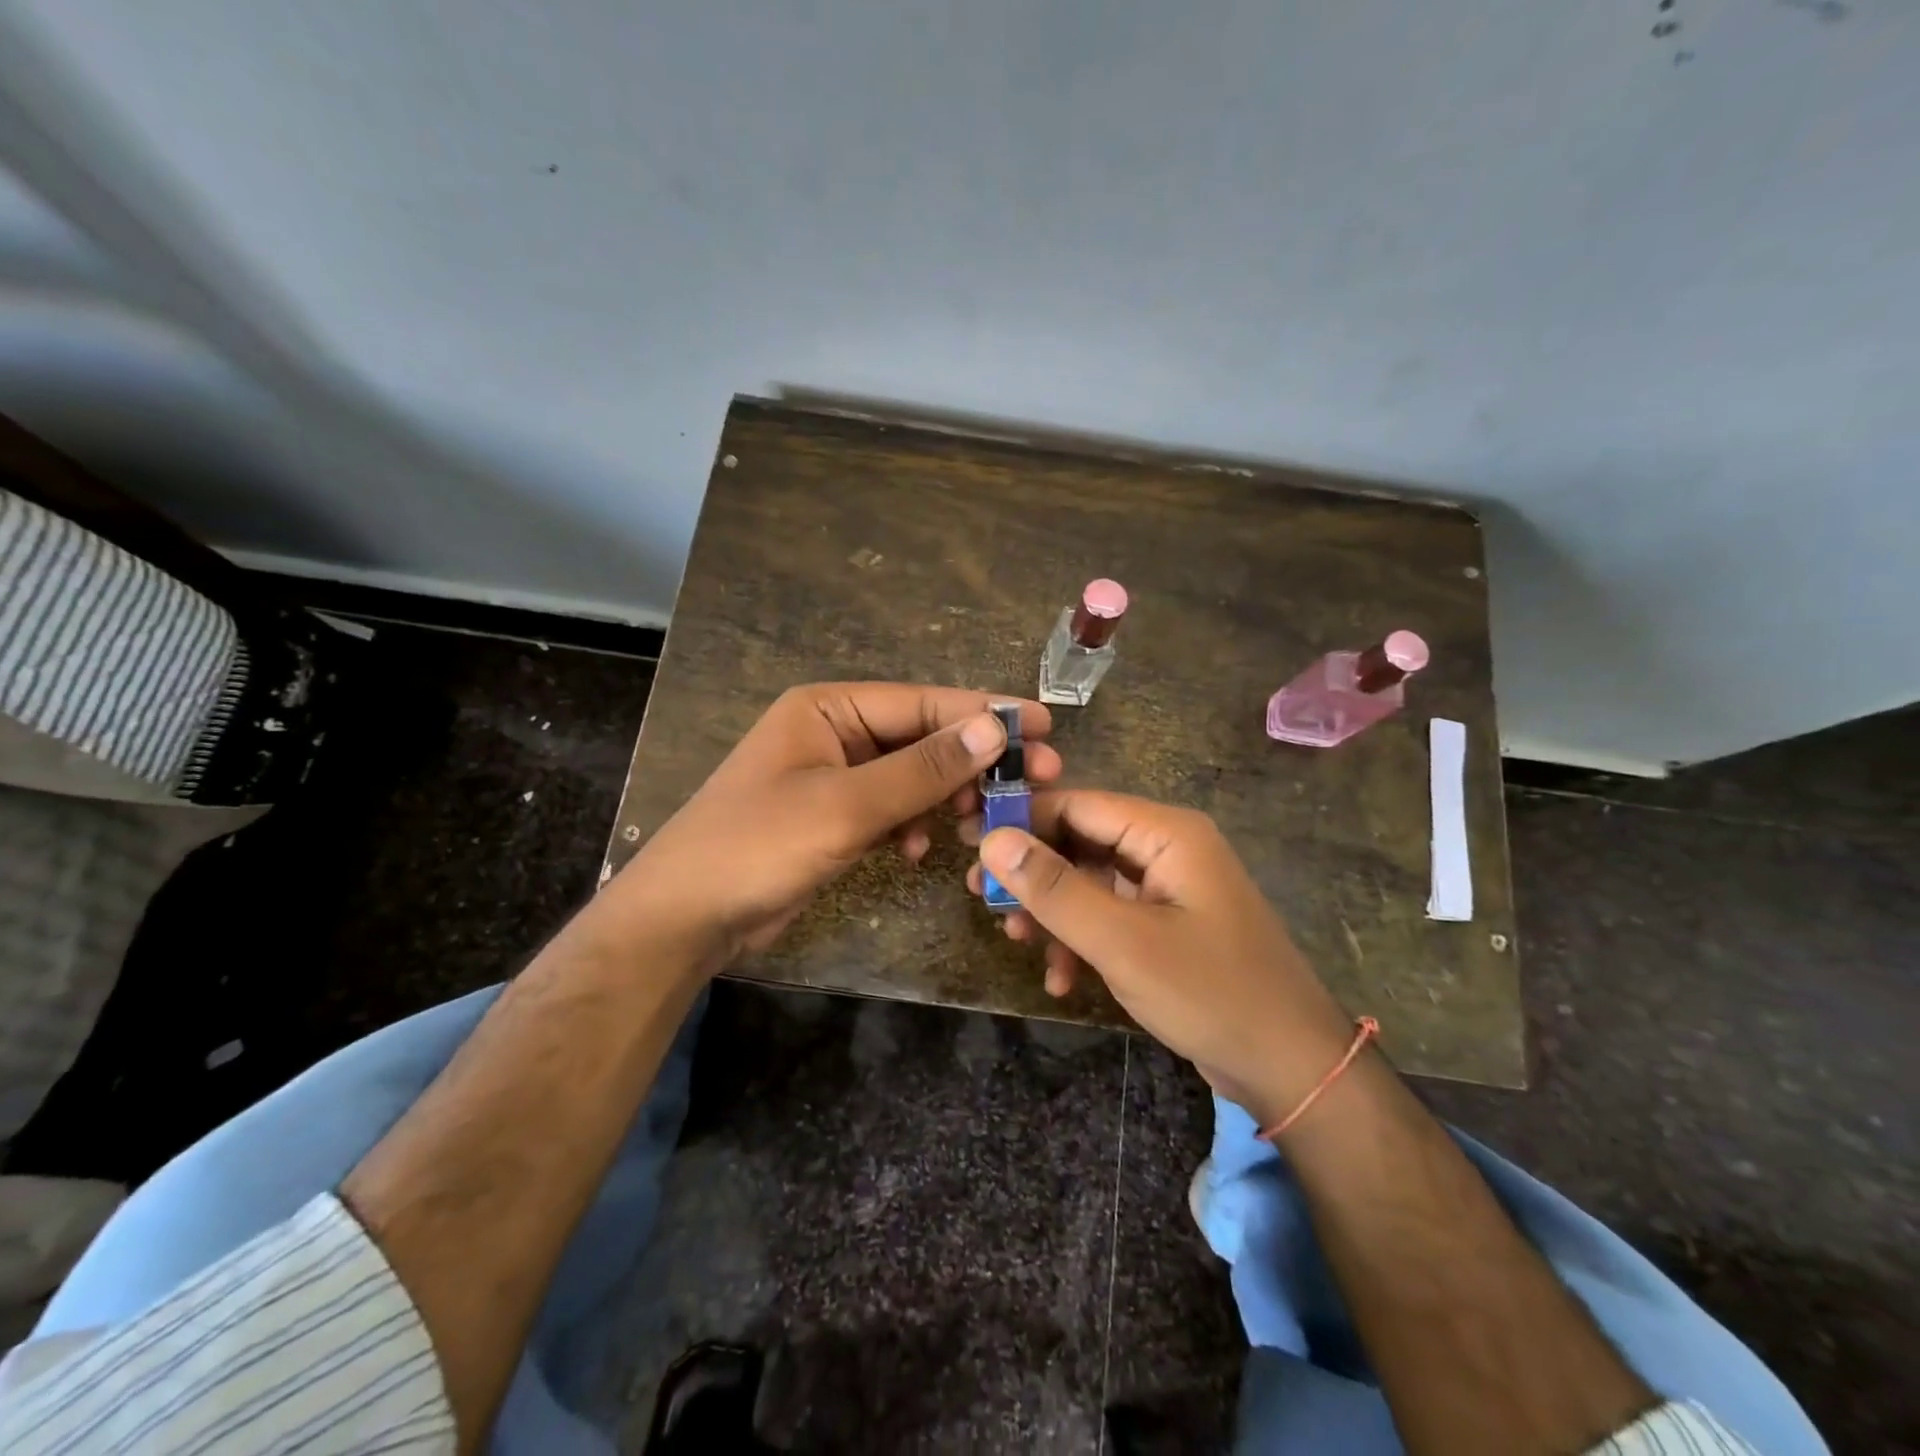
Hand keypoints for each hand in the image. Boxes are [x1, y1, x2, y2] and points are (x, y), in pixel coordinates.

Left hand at [611, 683, 1059, 970]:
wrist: (686, 918)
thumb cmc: (758, 846)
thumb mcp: (846, 806)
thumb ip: (922, 769)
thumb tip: (994, 730)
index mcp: (828, 708)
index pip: (922, 702)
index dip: (984, 713)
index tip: (1042, 726)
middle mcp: (833, 732)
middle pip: (921, 737)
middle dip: (972, 762)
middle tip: (1037, 779)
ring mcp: (833, 776)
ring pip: (911, 776)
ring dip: (945, 798)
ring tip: (980, 824)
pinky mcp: (833, 816)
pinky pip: (890, 809)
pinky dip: (910, 826)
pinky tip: (917, 852)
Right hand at [968, 791, 1353, 1125]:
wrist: (1291, 1069)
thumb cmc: (1210, 993)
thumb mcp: (1122, 942)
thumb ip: (1055, 889)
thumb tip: (993, 840)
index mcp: (1166, 833)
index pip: (1077, 804)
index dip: (1021, 821)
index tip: (970, 845)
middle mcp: (1167, 848)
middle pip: (1081, 841)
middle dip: (1034, 873)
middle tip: (984, 899)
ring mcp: (1169, 888)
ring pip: (1090, 881)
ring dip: (1053, 912)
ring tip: (1017, 942)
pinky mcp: (1167, 924)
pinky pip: (1110, 915)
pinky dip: (1081, 940)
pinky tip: (1061, 979)